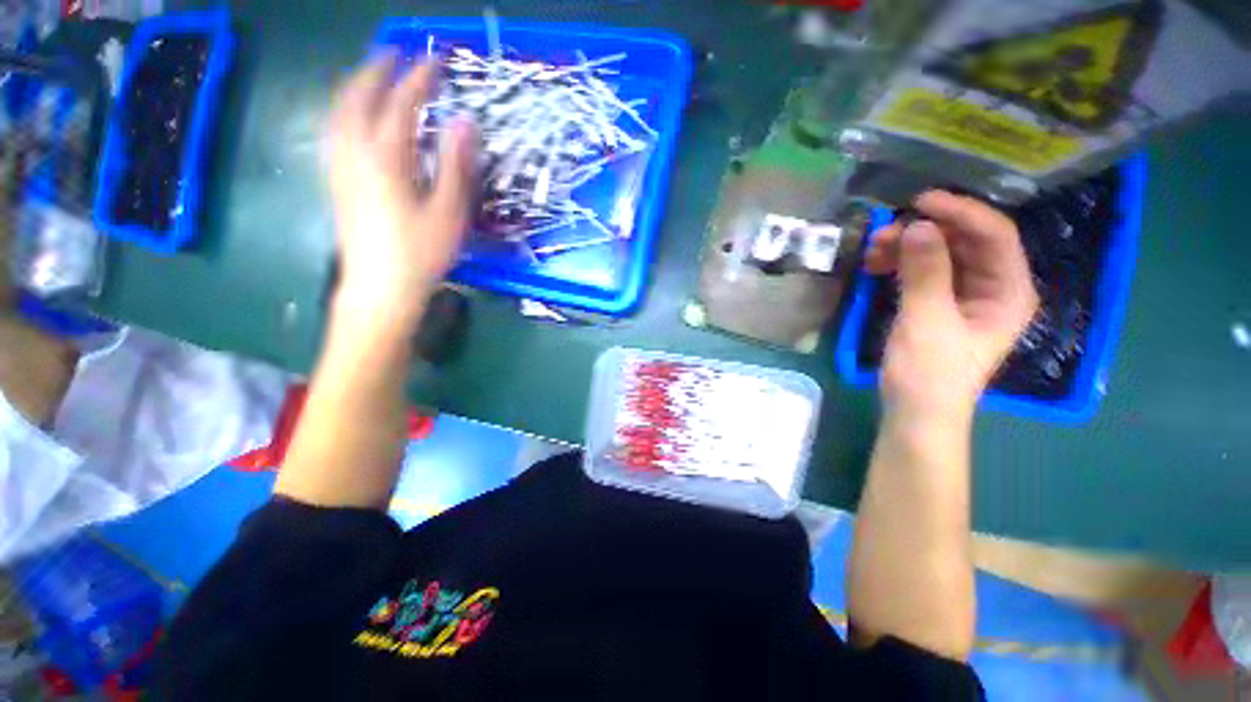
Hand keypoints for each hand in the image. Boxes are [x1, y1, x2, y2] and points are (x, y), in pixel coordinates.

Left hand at [326, 53, 477, 328]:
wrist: (380, 286)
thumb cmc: (421, 253)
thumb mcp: (448, 212)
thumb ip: (455, 165)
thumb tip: (464, 123)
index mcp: (386, 158)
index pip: (401, 104)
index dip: (419, 78)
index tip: (435, 60)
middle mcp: (355, 153)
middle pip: (358, 96)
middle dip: (377, 69)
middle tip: (397, 55)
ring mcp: (340, 166)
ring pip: (339, 110)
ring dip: (356, 85)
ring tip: (374, 75)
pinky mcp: (336, 181)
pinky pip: (335, 130)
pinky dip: (345, 109)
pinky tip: (355, 116)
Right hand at [864, 191, 1038, 418]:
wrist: (915, 411)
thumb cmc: (929, 373)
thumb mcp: (927, 322)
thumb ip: (925, 273)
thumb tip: (917, 225)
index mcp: (1008, 290)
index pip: (994, 235)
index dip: (960, 212)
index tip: (919, 202)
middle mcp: (992, 286)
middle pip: (966, 241)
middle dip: (927, 231)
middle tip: (885, 232)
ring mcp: (964, 295)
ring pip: (941, 255)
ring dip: (908, 247)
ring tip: (873, 250)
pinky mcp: (938, 304)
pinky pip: (923, 272)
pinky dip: (900, 265)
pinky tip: (876, 265)